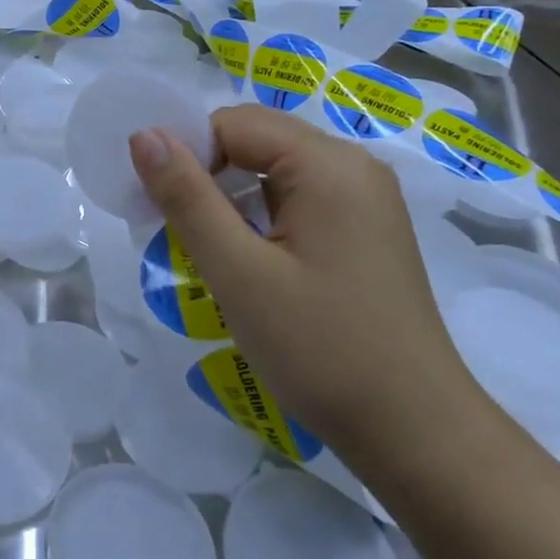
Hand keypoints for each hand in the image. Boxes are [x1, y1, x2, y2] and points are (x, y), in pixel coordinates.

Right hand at [129, 105, 488, 472]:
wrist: (416, 434)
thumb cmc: (320, 349)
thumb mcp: (238, 272)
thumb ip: (187, 197)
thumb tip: (143, 134)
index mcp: (327, 164)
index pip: (233, 124)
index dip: (189, 156)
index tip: (164, 211)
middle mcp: (353, 166)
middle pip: (256, 140)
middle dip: (209, 177)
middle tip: (183, 236)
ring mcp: (366, 200)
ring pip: (274, 172)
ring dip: (233, 202)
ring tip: (217, 258)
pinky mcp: (366, 231)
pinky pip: (299, 200)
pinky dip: (263, 220)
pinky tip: (256, 268)